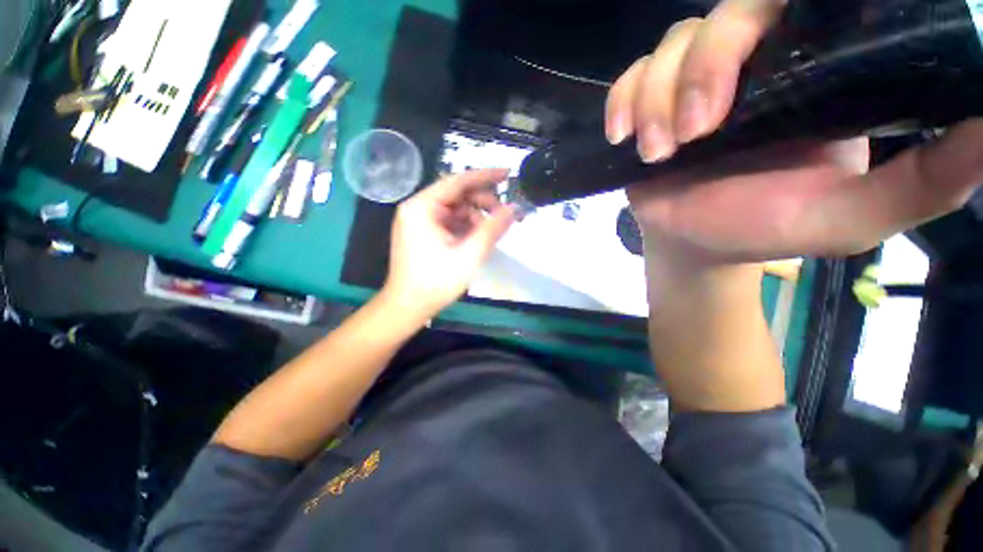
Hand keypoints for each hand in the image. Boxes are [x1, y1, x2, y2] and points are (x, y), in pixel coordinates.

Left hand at [383, 169, 516, 317]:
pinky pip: (448, 221)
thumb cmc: (436, 281)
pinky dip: (465, 226)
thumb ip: (493, 229)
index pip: (458, 181)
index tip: (508, 174)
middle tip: (504, 215)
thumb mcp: (470, 254)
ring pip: (454, 209)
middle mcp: (417, 208)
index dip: (485, 176)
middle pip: (456, 195)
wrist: (408, 306)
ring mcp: (417, 221)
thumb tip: (514, 209)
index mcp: (422, 207)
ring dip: (475, 217)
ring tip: (492, 231)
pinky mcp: (421, 233)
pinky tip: (478, 237)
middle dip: (482, 202)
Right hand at [605, 0, 982, 265]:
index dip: (769, 10)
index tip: (758, 56)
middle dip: (700, 71)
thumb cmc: (764, 228)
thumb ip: (927, 178)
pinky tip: (622, 137)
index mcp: (811, 71)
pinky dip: (622, 102)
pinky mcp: (650, 105)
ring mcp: (692, 81)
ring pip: (668, 49)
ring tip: (658, 152)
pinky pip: (629, 80)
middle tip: (693, 133)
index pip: (794, 3)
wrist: (694, 243)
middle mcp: (752, 62)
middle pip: (721, 16)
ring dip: (655, 101)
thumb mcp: (855, 214)